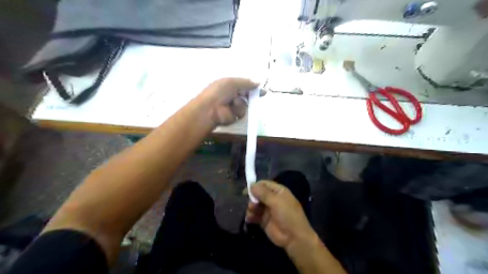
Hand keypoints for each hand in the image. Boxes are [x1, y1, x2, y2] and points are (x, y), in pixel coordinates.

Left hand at [196, 77, 262, 124]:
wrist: (209, 109)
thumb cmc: (219, 92)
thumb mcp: (232, 82)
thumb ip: (246, 83)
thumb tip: (259, 83)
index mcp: (229, 86)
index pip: (244, 86)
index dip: (253, 88)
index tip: (263, 91)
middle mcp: (231, 96)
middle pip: (246, 97)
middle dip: (251, 96)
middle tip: (258, 96)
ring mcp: (232, 108)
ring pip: (245, 106)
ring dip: (241, 104)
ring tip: (233, 103)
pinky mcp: (233, 118)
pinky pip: (241, 114)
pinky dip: (237, 111)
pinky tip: (230, 111)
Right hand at [244, 180, 316, 252]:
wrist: (294, 237)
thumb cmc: (287, 215)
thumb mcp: (276, 201)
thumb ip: (263, 193)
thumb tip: (251, 185)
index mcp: (278, 191)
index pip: (264, 184)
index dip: (255, 186)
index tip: (246, 190)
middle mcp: (272, 199)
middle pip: (258, 194)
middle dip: (252, 198)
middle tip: (251, 204)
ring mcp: (268, 210)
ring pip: (255, 204)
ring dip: (251, 207)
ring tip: (251, 213)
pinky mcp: (264, 220)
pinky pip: (254, 215)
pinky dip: (250, 216)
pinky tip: (249, 219)